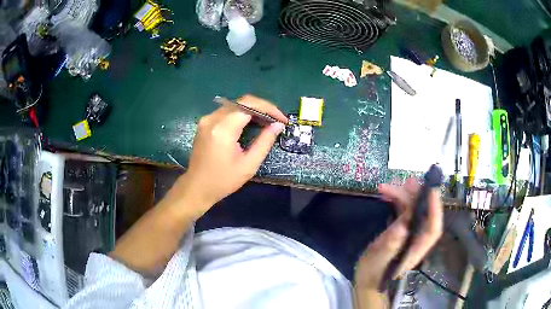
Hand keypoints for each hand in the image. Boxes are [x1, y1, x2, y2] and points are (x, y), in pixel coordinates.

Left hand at [174, 95, 286, 214]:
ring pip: (235, 105)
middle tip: (277, 120)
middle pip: (242, 102)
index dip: (269, 108)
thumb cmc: (223, 180)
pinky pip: (228, 111)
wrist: (197, 187)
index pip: (249, 105)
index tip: (283, 119)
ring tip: (268, 122)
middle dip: (263, 108)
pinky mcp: (205, 122)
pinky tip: (252, 123)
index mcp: (223, 129)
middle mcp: (213, 118)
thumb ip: (264, 142)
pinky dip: (242, 114)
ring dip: (253, 110)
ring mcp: (207, 119)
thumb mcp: (248, 165)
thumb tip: (278, 125)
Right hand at [354, 178, 442, 293]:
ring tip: (388, 186)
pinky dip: (396, 201)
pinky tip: (387, 194)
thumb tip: (402, 226)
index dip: (435, 209)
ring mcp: (410, 234)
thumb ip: (390, 247)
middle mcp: (417, 239)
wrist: (367, 280)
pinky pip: (403, 211)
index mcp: (416, 250)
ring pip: (413, 210)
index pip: (433, 228)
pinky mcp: (402, 230)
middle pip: (424, 214)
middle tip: (405, 182)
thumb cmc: (372, 275)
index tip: (431, 189)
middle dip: (415, 196)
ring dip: (403, 196)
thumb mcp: (378, 263)